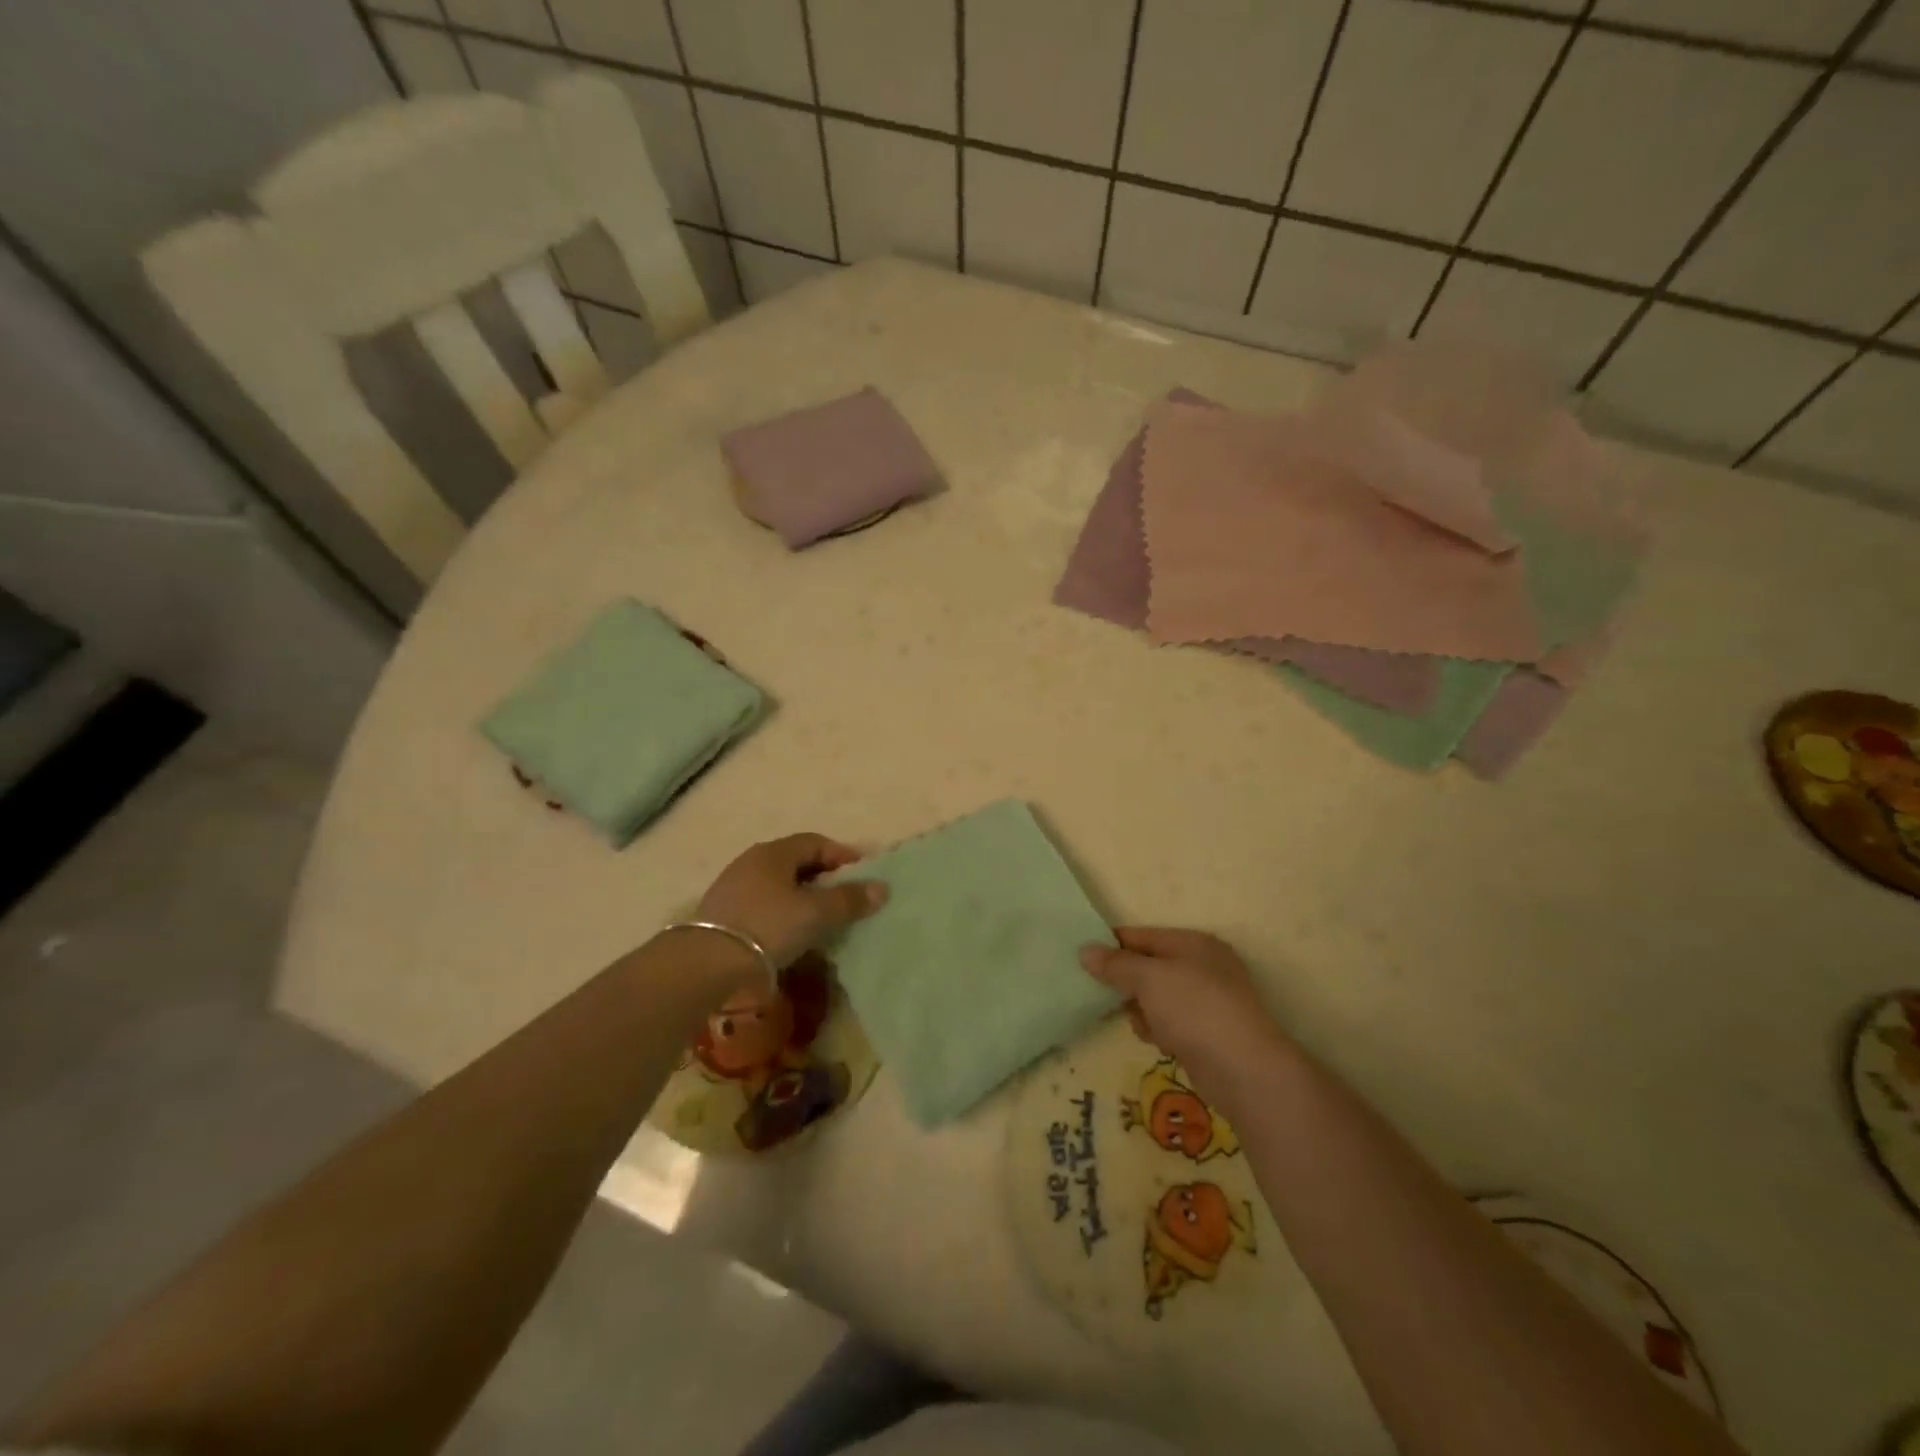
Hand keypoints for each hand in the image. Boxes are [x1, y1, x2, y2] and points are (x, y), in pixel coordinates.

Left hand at [696, 833, 887, 970]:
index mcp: (774, 852)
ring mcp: (732, 887)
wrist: (706, 963)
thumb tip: (881, 888)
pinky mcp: (722, 913)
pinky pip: (762, 903)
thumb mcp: (816, 913)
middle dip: (822, 876)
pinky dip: (782, 911)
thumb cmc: (768, 926)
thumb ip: (849, 899)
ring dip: (801, 895)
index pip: (815, 842)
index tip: (862, 874)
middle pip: (795, 862)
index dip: (842, 855)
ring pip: (778, 884)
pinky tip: (789, 931)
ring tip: (820, 917)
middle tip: (844, 896)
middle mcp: (751, 861)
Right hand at [1080, 927, 1290, 1111]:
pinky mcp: (1208, 1034)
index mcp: (1193, 944)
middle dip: (1126, 981)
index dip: (1112, 944)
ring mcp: (1208, 1002)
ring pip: (1157, 997)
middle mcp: (1203, 967)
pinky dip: (1159, 1029)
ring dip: (1141, 1009)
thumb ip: (1115, 964)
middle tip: (1099, 994)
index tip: (1082, 958)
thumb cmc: (1194, 1009)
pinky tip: (1156, 1040)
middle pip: (1150, 967)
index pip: (1143, 935)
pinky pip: (1170, 1023)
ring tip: (1138, 1021)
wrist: (1243, 1069)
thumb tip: (1085, 951)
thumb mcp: (1148, 978)